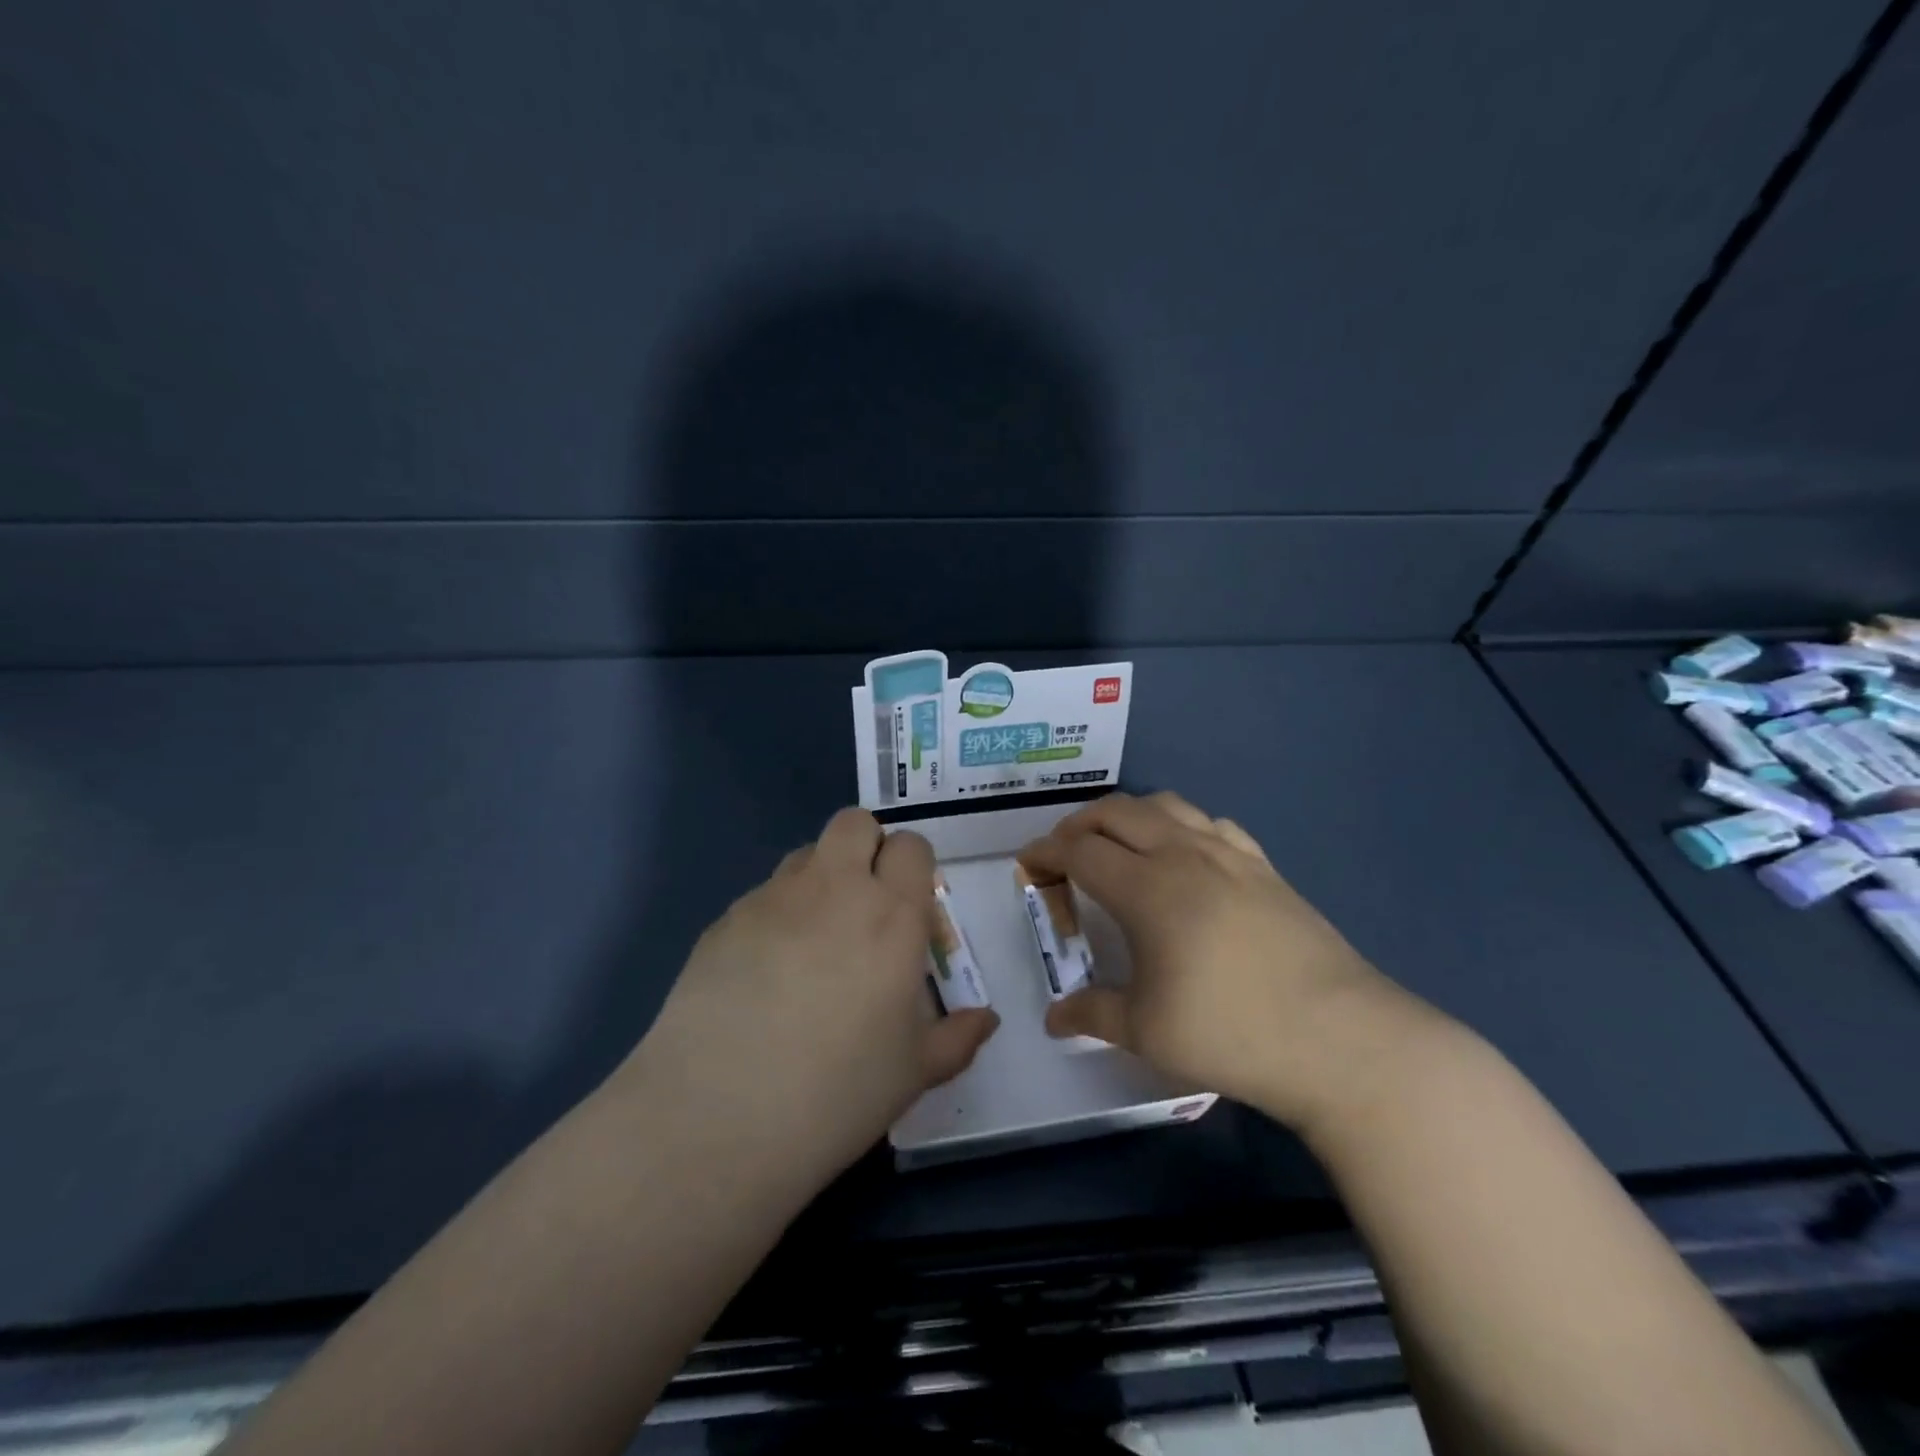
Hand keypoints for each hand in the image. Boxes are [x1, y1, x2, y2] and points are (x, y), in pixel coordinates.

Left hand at [624, 808, 999, 1185]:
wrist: (717, 1118)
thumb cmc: (837, 1093)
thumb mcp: (914, 1072)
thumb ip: (958, 1036)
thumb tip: (986, 1019)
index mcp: (892, 915)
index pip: (911, 846)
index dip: (914, 868)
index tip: (911, 910)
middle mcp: (835, 889)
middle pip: (855, 823)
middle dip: (868, 847)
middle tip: (867, 905)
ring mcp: (773, 898)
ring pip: (806, 853)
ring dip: (821, 878)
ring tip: (815, 940)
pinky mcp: (725, 920)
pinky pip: (763, 895)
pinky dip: (777, 915)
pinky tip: (764, 974)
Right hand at [1020, 791, 1429, 1131]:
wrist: (1342, 1040)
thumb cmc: (1232, 1034)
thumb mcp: (1147, 1032)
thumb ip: (1092, 1015)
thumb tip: (1054, 1018)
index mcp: (1148, 888)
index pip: (1080, 851)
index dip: (1046, 853)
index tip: (1028, 866)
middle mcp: (1184, 855)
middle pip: (1117, 813)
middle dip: (1079, 824)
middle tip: (1063, 854)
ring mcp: (1230, 855)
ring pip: (1166, 805)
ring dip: (1128, 815)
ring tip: (1117, 844)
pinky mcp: (1265, 867)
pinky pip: (1210, 823)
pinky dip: (1178, 825)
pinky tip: (1183, 856)